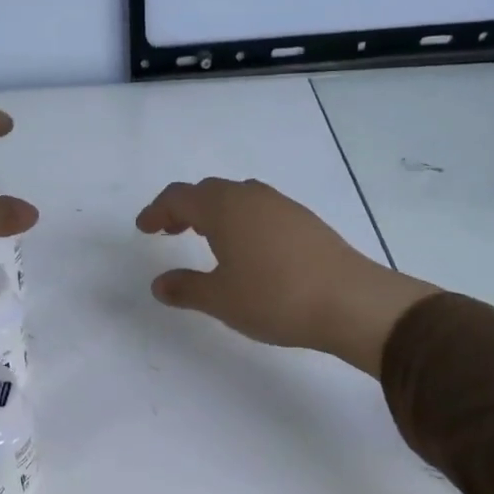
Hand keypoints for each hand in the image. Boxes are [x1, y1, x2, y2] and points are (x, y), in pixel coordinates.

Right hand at [136, 178, 437, 376]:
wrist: (350, 302)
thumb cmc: (275, 298)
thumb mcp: (220, 299)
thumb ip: (185, 288)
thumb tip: (159, 284)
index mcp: (224, 208)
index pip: (180, 197)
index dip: (157, 210)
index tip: (144, 228)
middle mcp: (252, 197)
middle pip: (209, 191)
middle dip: (184, 208)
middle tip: (169, 232)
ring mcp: (283, 206)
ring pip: (238, 198)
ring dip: (215, 213)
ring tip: (206, 239)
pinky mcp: (306, 222)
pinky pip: (261, 211)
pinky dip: (241, 222)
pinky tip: (247, 250)